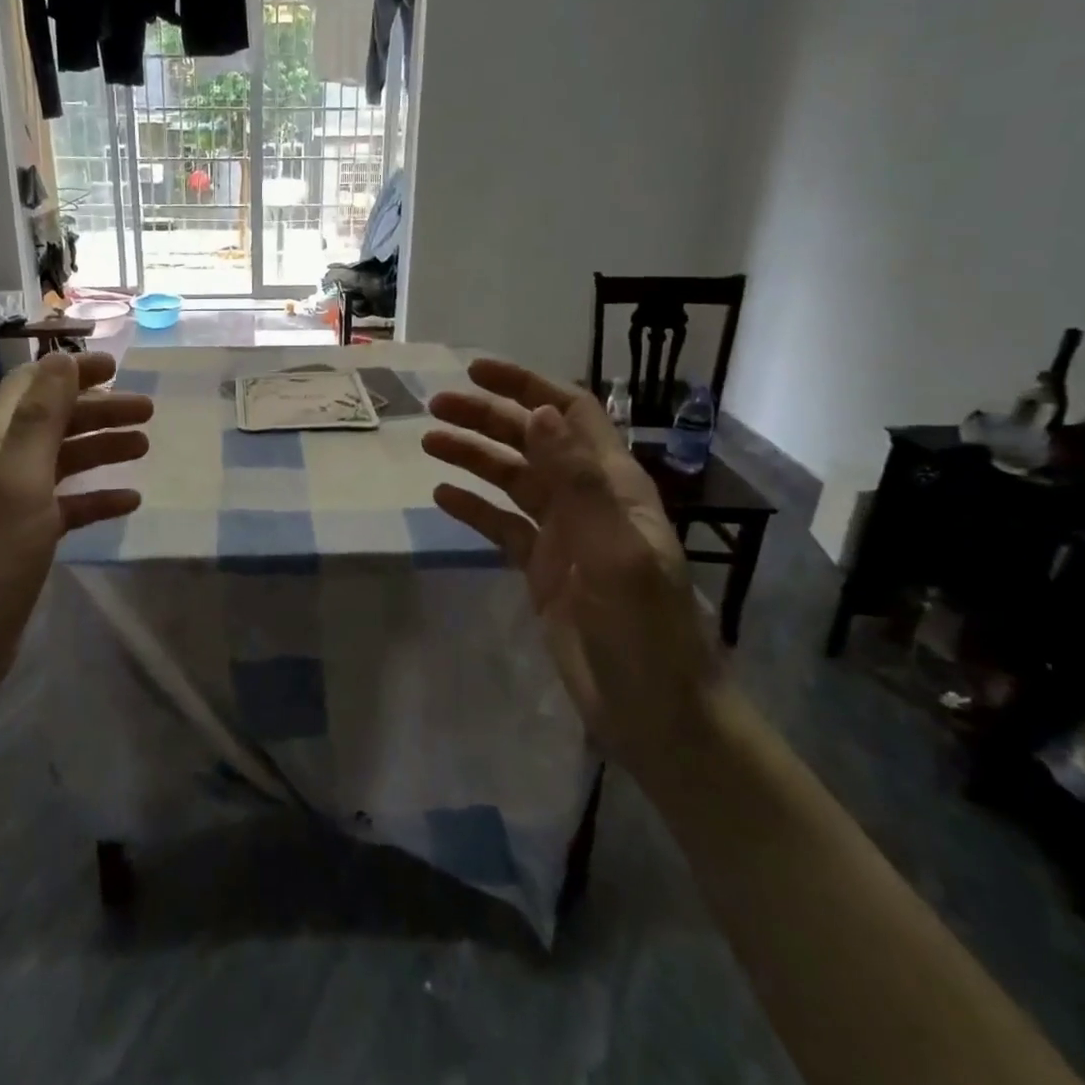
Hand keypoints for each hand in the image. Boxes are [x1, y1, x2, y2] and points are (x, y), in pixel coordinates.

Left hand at [0, 350, 151, 684]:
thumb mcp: (20, 478)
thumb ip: (42, 417)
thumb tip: (60, 357)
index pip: (33, 386)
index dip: (71, 372)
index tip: (117, 367)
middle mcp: (4, 464)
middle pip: (56, 421)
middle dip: (100, 410)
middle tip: (148, 411)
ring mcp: (16, 503)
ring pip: (65, 461)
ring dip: (103, 448)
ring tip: (144, 447)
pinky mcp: (28, 539)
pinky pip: (70, 505)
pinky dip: (98, 497)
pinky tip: (129, 501)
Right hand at [422, 358, 717, 777]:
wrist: (656, 712)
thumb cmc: (644, 630)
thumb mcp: (613, 550)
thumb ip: (577, 480)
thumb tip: (539, 410)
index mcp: (612, 485)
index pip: (570, 414)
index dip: (527, 386)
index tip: (477, 372)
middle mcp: (587, 500)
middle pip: (531, 441)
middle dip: (486, 417)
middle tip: (435, 406)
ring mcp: (563, 535)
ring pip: (511, 480)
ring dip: (473, 457)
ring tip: (429, 442)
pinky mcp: (543, 569)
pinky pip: (502, 526)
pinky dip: (474, 508)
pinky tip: (442, 498)